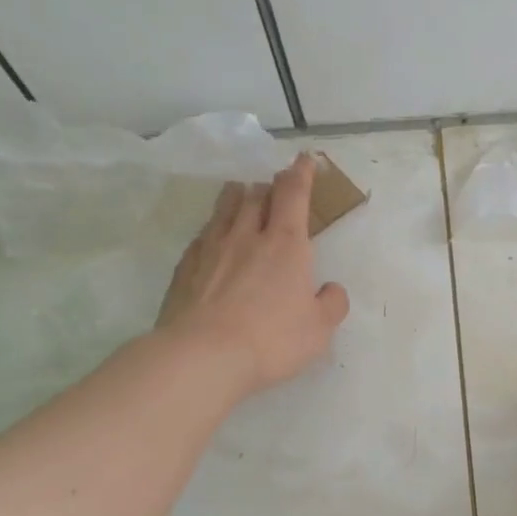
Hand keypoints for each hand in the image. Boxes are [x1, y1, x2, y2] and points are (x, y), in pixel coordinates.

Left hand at [157, 155, 349, 396]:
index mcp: (287, 245)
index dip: (301, 173)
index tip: (305, 159)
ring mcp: (212, 249)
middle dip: (269, 185)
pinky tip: (211, 236)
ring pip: (225, 209)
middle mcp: (248, 236)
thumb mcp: (319, 329)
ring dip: (237, 196)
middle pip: (257, 196)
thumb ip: (331, 304)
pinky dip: (212, 228)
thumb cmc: (272, 339)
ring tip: (240, 192)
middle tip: (274, 184)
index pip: (294, 194)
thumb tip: (330, 290)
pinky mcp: (186, 268)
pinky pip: (202, 236)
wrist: (203, 356)